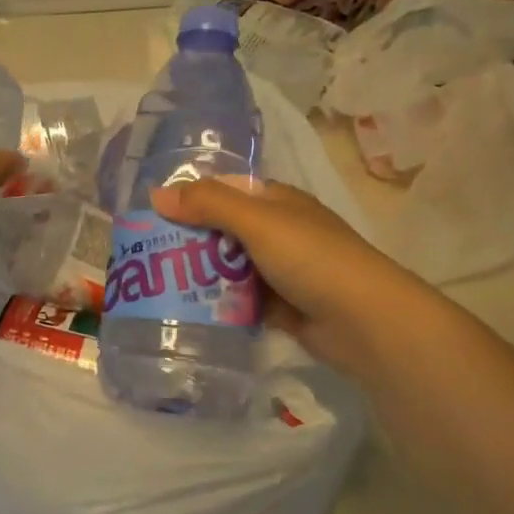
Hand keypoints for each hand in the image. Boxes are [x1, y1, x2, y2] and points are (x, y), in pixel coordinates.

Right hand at [151, 179, 413, 377]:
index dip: (190, 199)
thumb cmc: (312, 258)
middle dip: (189, 242)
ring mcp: (281, 271)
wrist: (366, 322)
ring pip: (229, 268)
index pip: (224, 191)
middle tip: (147, 257)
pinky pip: (241, 301)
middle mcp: (278, 232)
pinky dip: (220, 305)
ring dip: (201, 276)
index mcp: (276, 202)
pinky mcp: (282, 307)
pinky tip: (189, 312)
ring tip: (157, 287)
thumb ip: (209, 205)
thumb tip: (156, 195)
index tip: (152, 216)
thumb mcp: (258, 222)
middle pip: (223, 231)